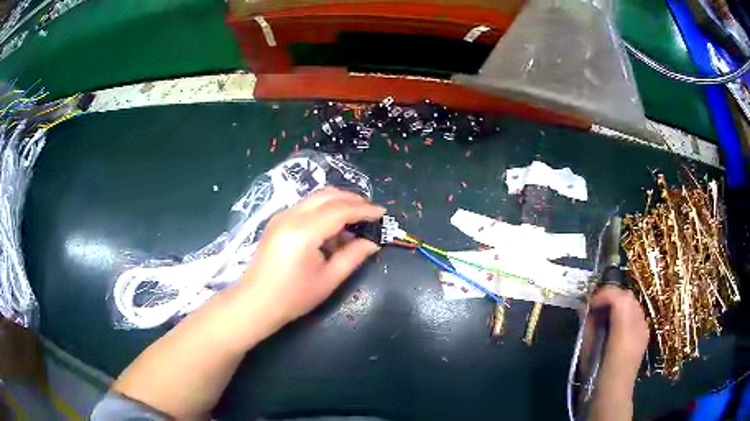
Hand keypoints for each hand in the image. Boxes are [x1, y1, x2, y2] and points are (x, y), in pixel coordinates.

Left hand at [237, 187, 384, 327]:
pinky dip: (324, 208)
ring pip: (316, 197)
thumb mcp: (328, 280)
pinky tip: (333, 225)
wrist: (256, 302)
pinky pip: (306, 205)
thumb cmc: (293, 297)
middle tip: (371, 211)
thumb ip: (352, 257)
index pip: (340, 210)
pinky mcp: (277, 220)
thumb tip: (372, 243)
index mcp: (303, 232)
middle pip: (327, 195)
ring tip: (356, 216)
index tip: (382, 213)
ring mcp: (281, 215)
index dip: (364, 210)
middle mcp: (291, 216)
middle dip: (352, 199)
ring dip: (338, 201)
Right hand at [591, 286, 648, 389]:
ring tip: (605, 316)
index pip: (619, 297)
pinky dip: (625, 313)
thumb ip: (589, 327)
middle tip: (595, 308)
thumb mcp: (587, 351)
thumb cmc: (596, 376)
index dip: (603, 295)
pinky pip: (636, 314)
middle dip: (611, 297)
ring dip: (618, 304)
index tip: (589, 305)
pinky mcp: (644, 334)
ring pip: (633, 303)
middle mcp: (638, 324)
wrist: (613, 395)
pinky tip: (616, 327)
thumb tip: (585, 309)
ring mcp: (644, 328)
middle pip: (627, 296)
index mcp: (624, 330)